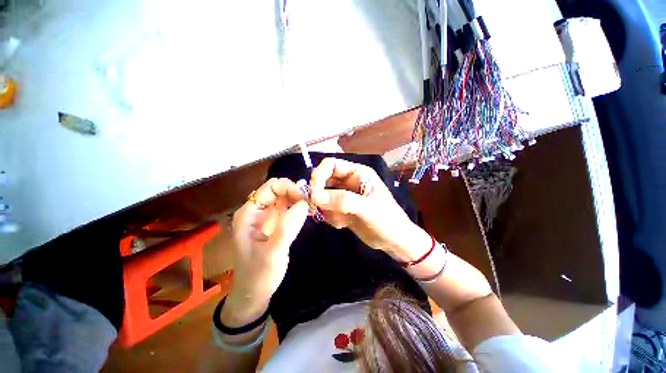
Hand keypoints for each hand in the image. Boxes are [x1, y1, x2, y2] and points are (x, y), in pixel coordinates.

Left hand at [226, 178, 308, 319]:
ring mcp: (265, 216)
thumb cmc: (259, 275)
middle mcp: (256, 210)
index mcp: (249, 213)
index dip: (290, 188)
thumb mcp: (273, 253)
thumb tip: (304, 203)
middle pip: (278, 189)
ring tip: (312, 208)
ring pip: (284, 197)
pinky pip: (287, 208)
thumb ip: (287, 227)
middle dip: (296, 193)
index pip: (271, 187)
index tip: (306, 200)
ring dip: (299, 199)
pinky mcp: (274, 223)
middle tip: (312, 204)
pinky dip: (298, 207)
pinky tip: (308, 214)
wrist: (253, 294)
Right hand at [309, 158, 429, 261]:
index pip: (331, 165)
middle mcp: (349, 181)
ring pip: (323, 196)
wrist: (394, 242)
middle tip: (318, 210)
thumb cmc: (388, 221)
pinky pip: (327, 208)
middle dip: (320, 195)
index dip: (319, 175)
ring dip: (326, 209)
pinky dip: (330, 217)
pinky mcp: (342, 208)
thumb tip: (314, 195)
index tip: (313, 193)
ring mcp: (345, 195)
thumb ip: (342, 200)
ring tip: (341, 220)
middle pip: (323, 180)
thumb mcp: (367, 209)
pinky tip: (343, 224)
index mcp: (358, 173)